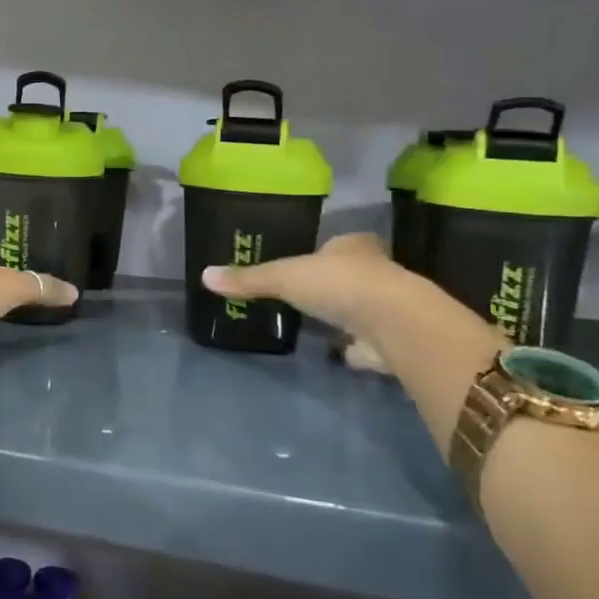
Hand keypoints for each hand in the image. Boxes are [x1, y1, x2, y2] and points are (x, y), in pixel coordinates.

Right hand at [202, 233, 395, 371]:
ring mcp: (389, 307)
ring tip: (320, 326)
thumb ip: (248, 279)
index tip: (306, 264)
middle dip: (333, 285)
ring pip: (363, 308)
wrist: (394, 323)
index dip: (324, 252)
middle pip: (351, 275)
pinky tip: (341, 355)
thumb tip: (205, 276)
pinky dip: (357, 349)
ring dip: (347, 316)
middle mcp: (376, 271)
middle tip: (308, 296)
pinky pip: (370, 343)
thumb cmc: (338, 284)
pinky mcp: (394, 341)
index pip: (338, 244)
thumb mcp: (283, 276)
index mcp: (353, 246)